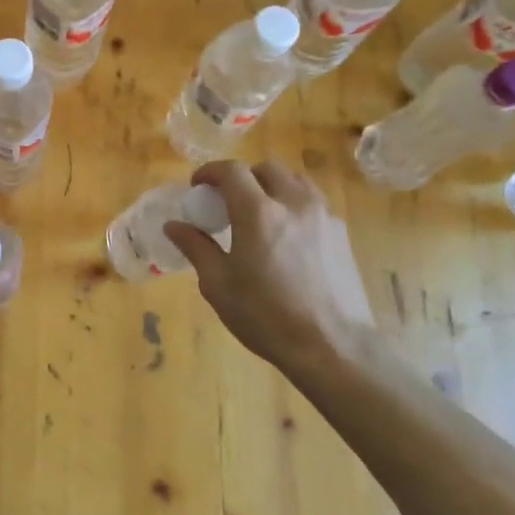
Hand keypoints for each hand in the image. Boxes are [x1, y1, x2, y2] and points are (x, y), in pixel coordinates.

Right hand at [162, 161, 373, 375]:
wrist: (332, 345)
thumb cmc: (266, 317)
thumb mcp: (218, 285)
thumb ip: (196, 247)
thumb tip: (174, 225)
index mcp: (258, 213)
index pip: (232, 171)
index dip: (210, 172)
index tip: (197, 186)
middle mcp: (294, 203)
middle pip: (266, 169)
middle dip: (242, 177)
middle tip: (227, 202)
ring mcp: (323, 216)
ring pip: (295, 181)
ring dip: (271, 186)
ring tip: (259, 214)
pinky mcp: (341, 233)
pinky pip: (313, 202)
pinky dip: (293, 204)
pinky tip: (285, 236)